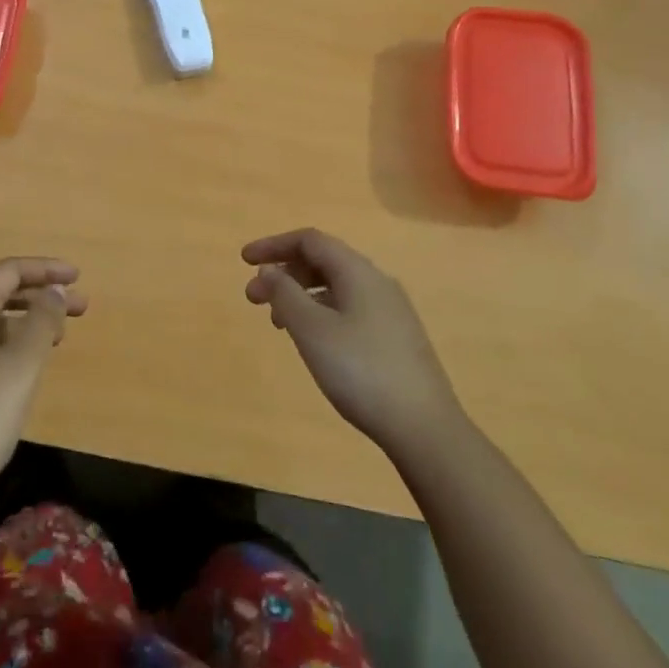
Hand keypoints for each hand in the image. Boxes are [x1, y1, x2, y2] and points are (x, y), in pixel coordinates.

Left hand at [0, 257, 85, 515]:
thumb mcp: (21, 368)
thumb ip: (42, 322)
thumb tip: (53, 291)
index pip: (7, 271)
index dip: (45, 269)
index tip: (78, 277)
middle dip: (40, 296)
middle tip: (80, 310)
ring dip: (24, 322)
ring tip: (56, 339)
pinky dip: (6, 343)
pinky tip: (21, 368)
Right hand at [242, 229, 460, 459]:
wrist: (424, 427)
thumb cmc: (360, 370)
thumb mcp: (312, 330)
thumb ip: (285, 294)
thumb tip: (269, 270)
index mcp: (358, 271)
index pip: (310, 240)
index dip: (273, 245)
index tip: (244, 261)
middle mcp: (377, 281)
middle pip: (323, 260)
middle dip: (284, 273)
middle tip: (253, 299)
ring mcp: (390, 310)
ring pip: (336, 287)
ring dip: (300, 295)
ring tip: (278, 324)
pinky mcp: (396, 337)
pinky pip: (349, 308)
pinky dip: (321, 313)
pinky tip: (313, 342)